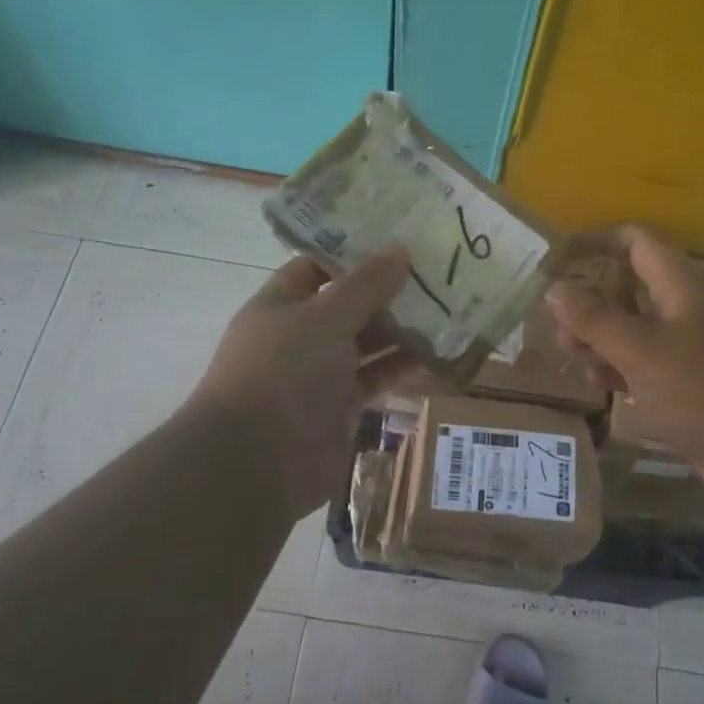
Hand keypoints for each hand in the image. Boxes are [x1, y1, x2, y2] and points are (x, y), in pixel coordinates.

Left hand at [189, 249, 415, 521]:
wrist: (256, 463)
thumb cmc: (283, 373)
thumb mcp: (326, 317)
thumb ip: (365, 285)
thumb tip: (400, 248)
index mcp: (281, 305)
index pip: (317, 267)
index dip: (353, 253)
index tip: (397, 240)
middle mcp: (299, 335)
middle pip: (348, 305)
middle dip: (387, 291)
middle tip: (436, 274)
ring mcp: (319, 373)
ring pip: (366, 342)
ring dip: (401, 330)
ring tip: (447, 309)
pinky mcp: (341, 407)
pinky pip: (376, 377)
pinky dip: (402, 367)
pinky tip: (438, 353)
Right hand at [547, 227, 703, 498]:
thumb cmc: (703, 389)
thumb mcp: (639, 350)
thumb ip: (594, 318)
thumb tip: (555, 288)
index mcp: (681, 286)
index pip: (637, 243)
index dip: (598, 243)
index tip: (561, 258)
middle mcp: (688, 309)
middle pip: (631, 289)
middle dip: (591, 303)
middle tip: (558, 328)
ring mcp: (693, 348)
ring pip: (637, 330)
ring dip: (602, 340)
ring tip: (572, 359)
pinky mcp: (694, 385)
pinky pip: (650, 365)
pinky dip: (623, 370)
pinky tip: (602, 387)